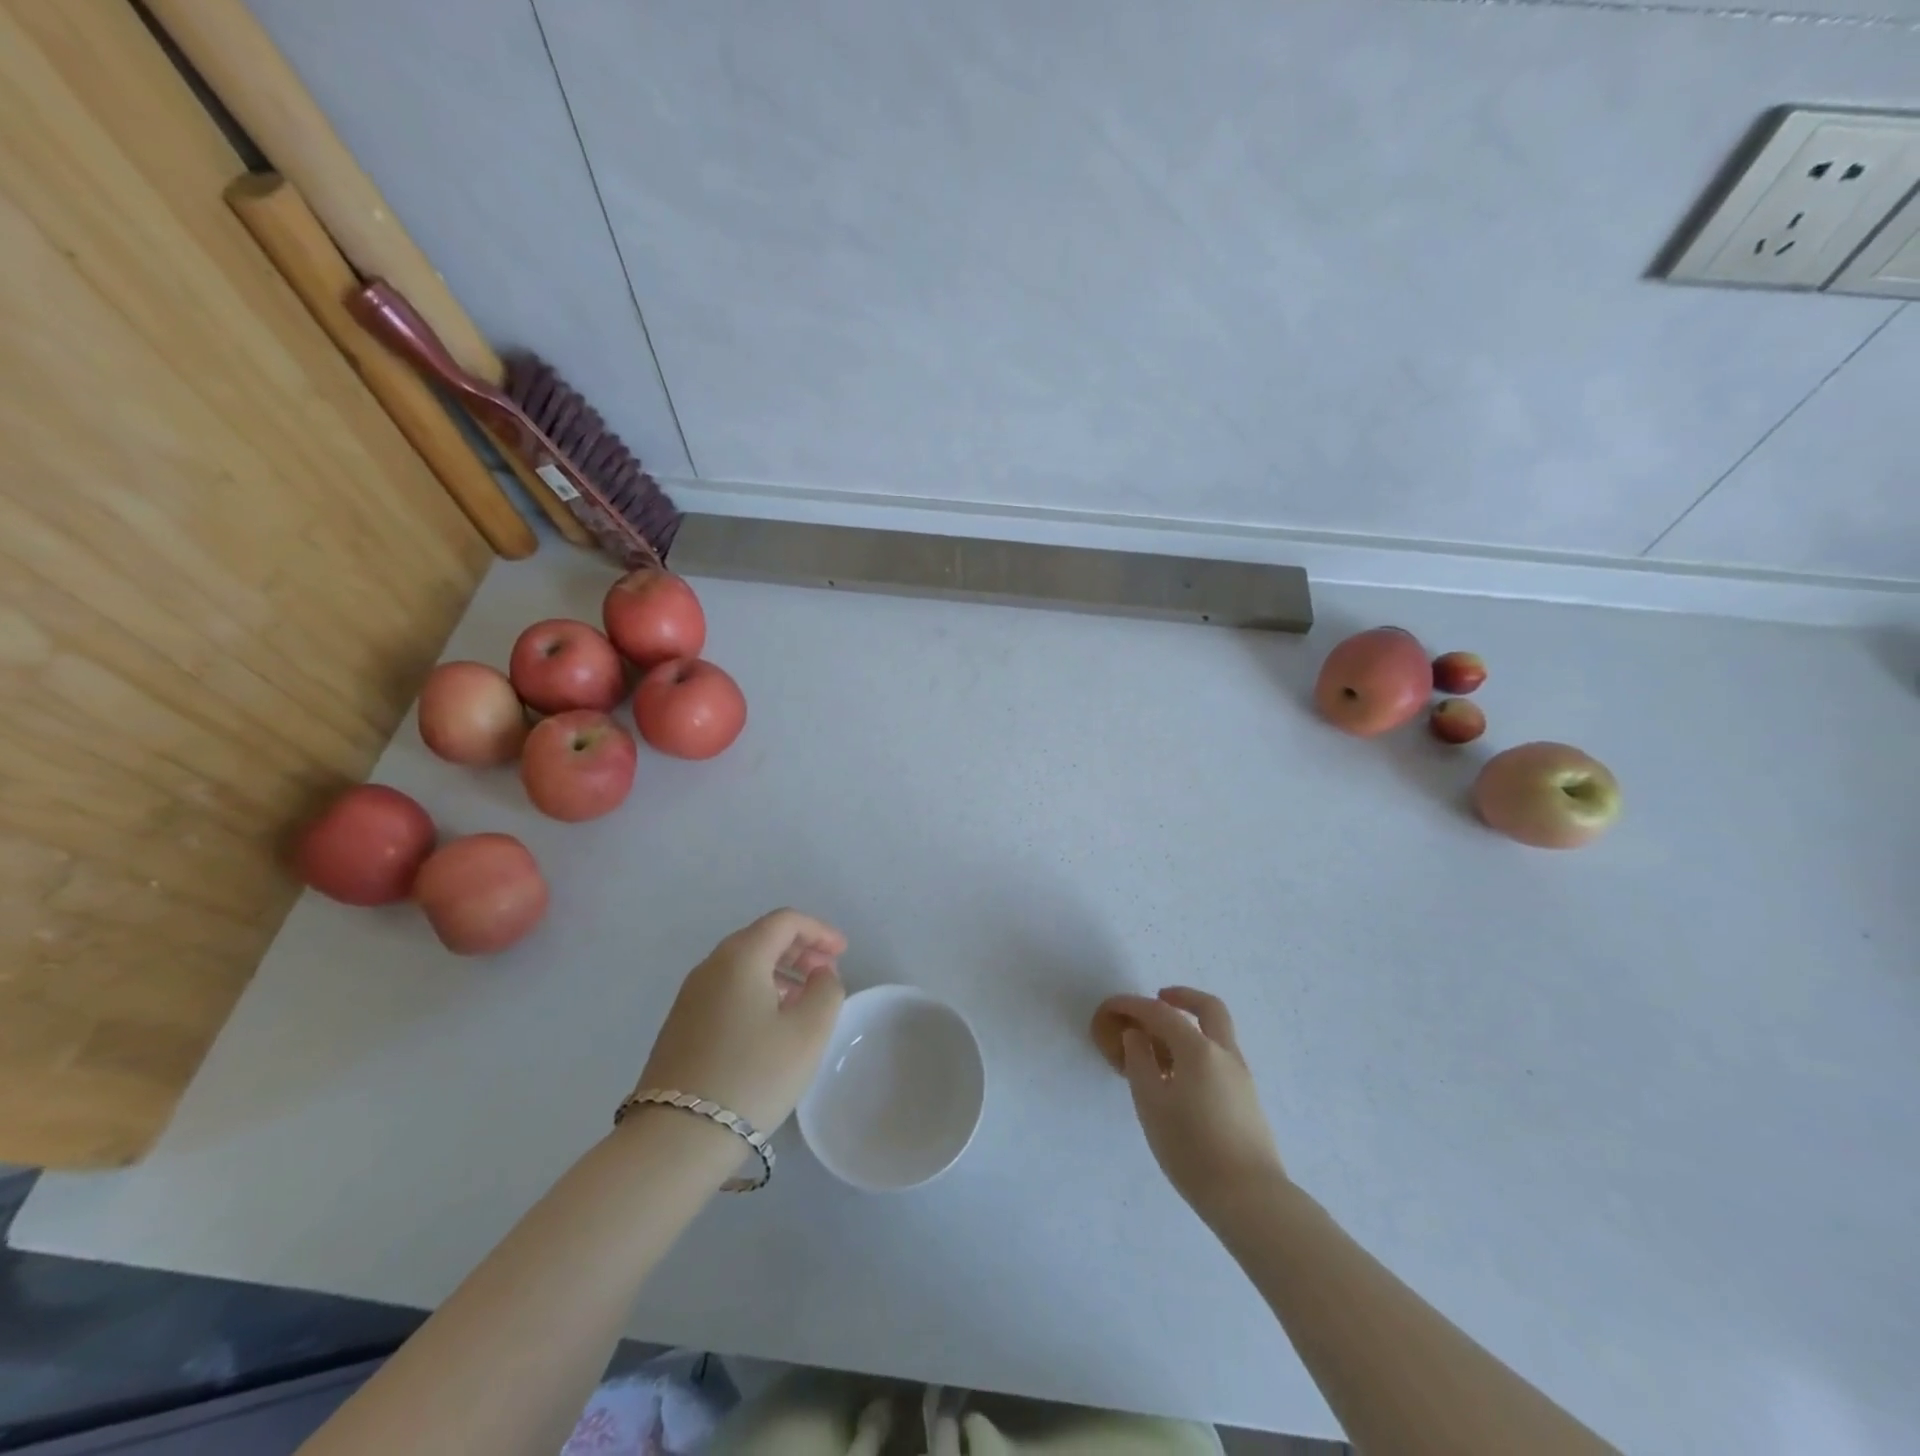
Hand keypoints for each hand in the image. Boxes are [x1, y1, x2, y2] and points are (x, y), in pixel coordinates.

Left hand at [634, 909, 846, 1133]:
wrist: (676, 1138)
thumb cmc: (753, 1076)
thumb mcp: (808, 1032)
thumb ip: (827, 990)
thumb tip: (820, 973)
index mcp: (741, 956)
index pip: (785, 921)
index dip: (819, 930)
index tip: (843, 953)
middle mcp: (710, 965)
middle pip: (761, 937)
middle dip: (799, 948)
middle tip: (827, 973)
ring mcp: (690, 996)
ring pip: (743, 965)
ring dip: (779, 971)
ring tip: (804, 1000)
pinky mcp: (680, 1025)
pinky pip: (727, 989)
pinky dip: (756, 990)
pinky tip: (770, 1024)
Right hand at [1100, 988, 1285, 1217]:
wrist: (1250, 1199)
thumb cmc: (1192, 1149)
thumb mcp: (1152, 1104)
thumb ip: (1140, 1062)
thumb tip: (1136, 1035)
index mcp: (1199, 1050)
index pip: (1161, 1013)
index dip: (1133, 1005)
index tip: (1112, 1007)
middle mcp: (1225, 1054)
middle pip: (1208, 1008)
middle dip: (1182, 997)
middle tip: (1157, 1000)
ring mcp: (1241, 1076)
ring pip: (1217, 1034)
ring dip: (1190, 1027)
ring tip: (1159, 1048)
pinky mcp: (1247, 1099)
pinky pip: (1220, 1057)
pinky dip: (1198, 1051)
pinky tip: (1179, 1078)